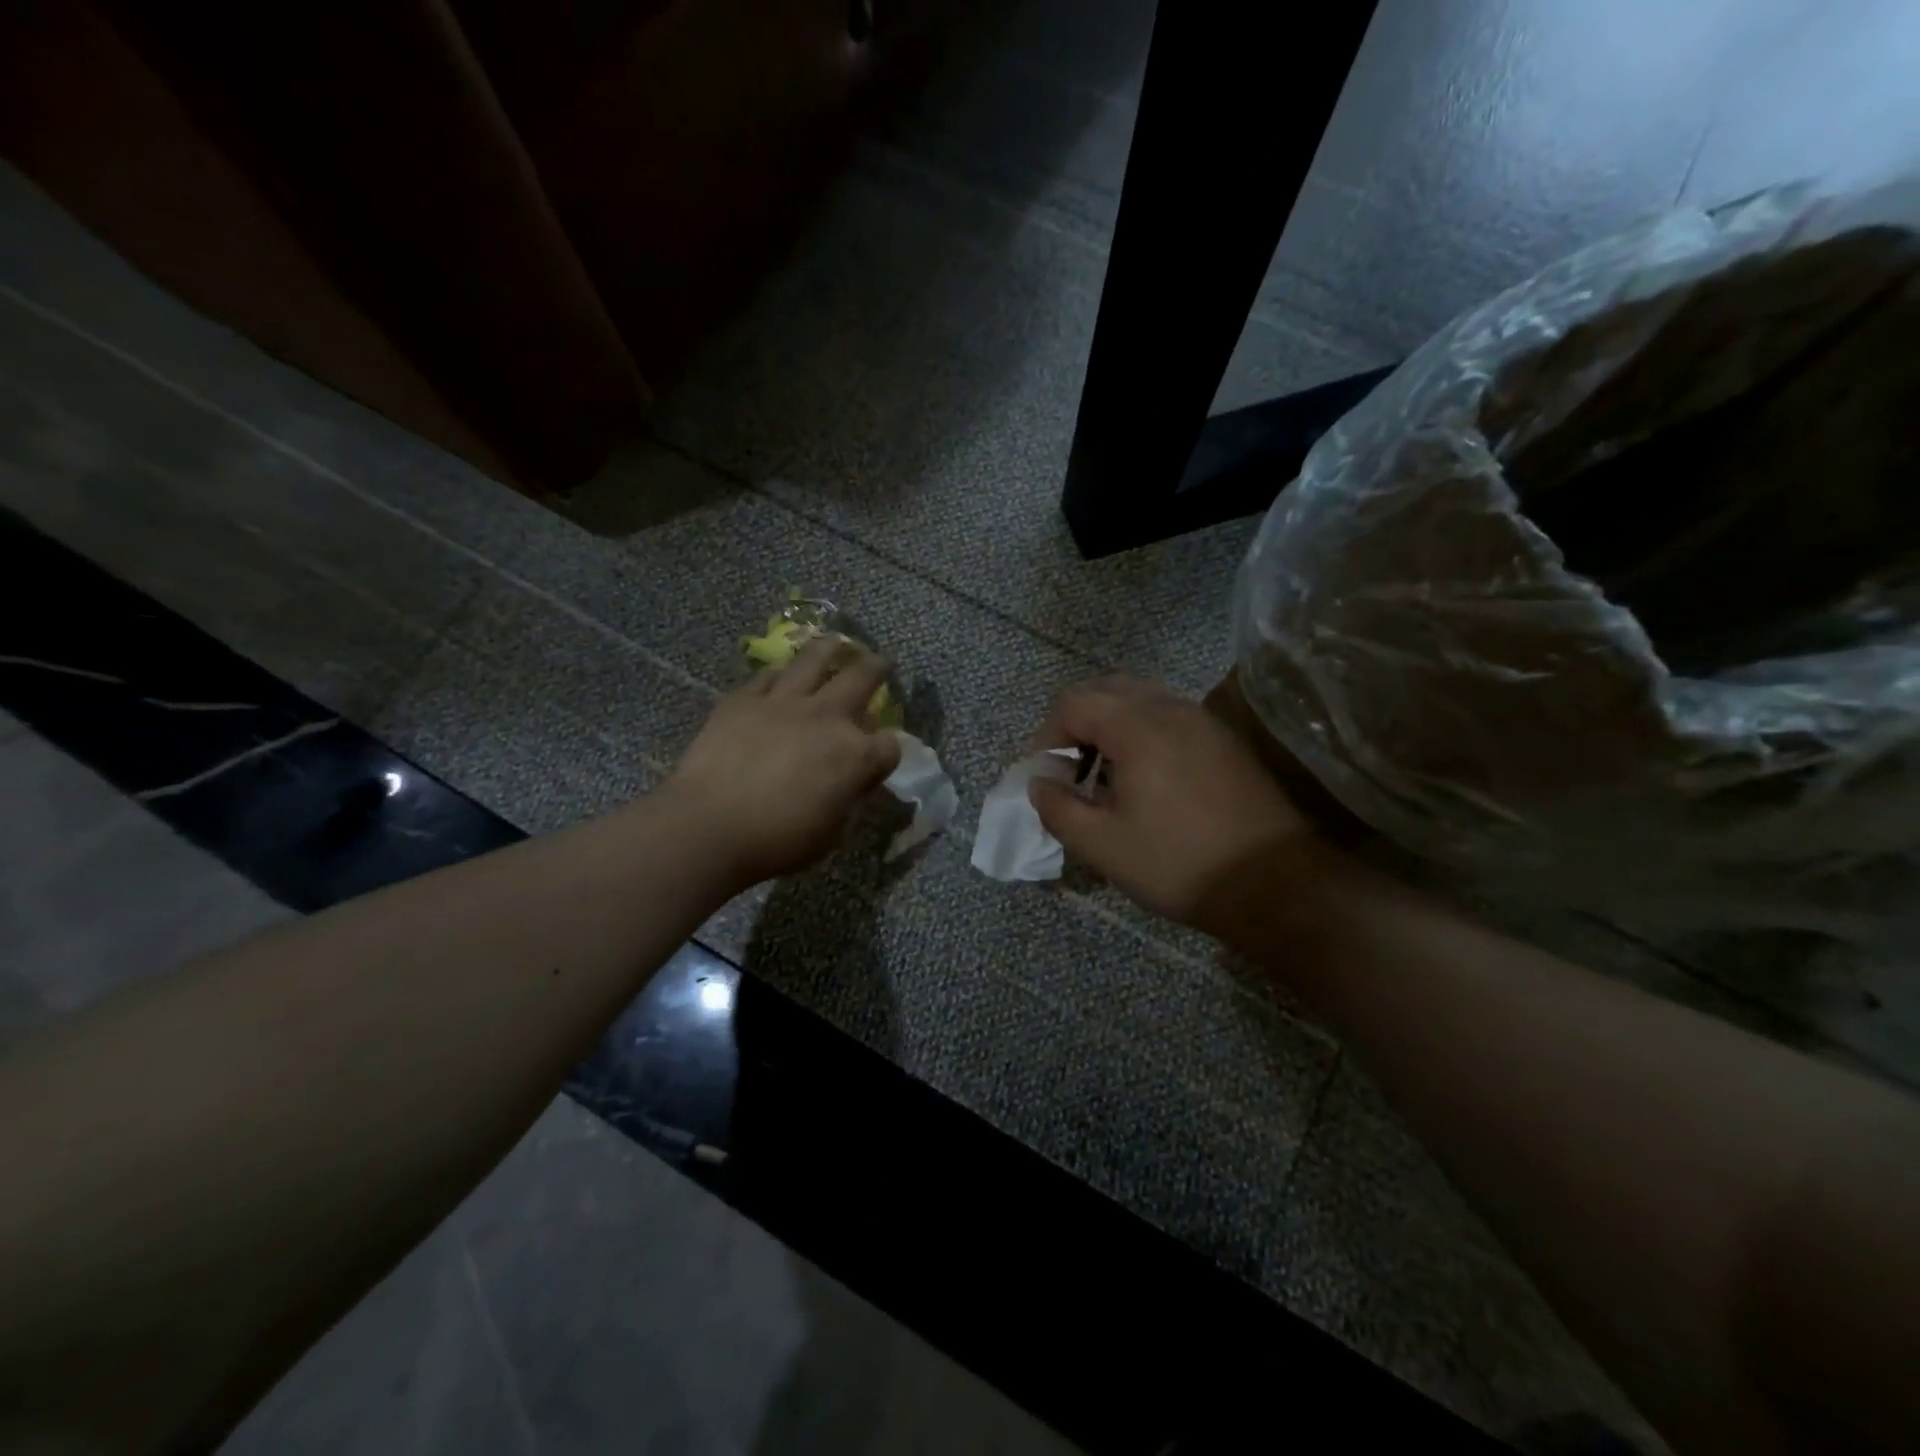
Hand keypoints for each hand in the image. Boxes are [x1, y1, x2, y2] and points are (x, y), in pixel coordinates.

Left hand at [667, 638, 902, 886]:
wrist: (709, 826)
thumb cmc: (777, 840)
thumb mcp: (831, 832)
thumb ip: (848, 798)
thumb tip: (850, 782)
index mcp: (855, 755)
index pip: (891, 744)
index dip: (889, 751)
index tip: (882, 756)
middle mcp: (827, 717)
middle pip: (863, 677)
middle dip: (878, 668)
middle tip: (881, 663)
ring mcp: (784, 702)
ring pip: (815, 659)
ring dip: (832, 649)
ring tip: (837, 644)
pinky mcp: (744, 699)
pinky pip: (769, 675)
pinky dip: (781, 675)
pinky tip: (781, 677)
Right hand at [1027, 677, 1332, 937]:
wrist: (1275, 884)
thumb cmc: (1179, 863)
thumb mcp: (1102, 845)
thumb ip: (1057, 808)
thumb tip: (1040, 783)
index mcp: (1138, 726)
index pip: (1072, 702)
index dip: (1046, 736)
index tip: (1047, 777)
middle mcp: (1171, 709)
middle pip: (1106, 689)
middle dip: (1076, 724)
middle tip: (1070, 771)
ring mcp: (1203, 721)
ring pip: (1140, 700)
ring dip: (1109, 727)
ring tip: (1104, 777)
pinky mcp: (1223, 740)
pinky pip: (1168, 717)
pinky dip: (1141, 733)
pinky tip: (1145, 780)